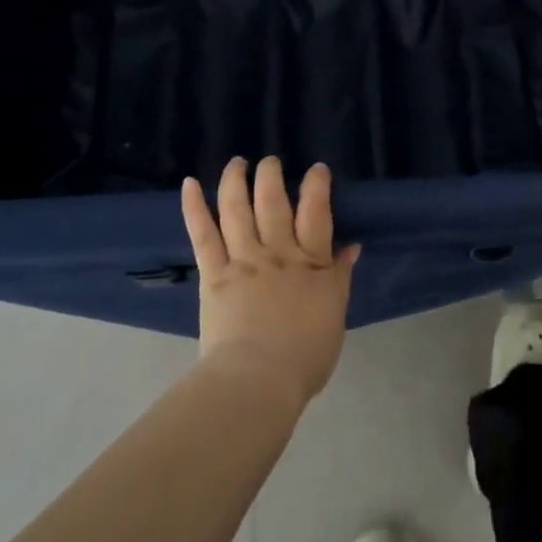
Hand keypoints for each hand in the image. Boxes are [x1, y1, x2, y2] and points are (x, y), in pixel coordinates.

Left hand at [181, 157, 359, 408]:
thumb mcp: (335, 314)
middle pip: (274, 201)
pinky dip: (194, 207)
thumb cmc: (305, 357)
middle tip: (271, 160)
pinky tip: (189, 184)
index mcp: (311, 262)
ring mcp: (243, 259)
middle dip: (272, 175)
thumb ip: (340, 277)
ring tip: (237, 162)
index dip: (317, 185)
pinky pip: (202, 234)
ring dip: (236, 180)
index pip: (317, 211)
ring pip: (238, 209)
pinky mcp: (214, 273)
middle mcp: (278, 251)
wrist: (258, 380)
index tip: (316, 169)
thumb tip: (352, 246)